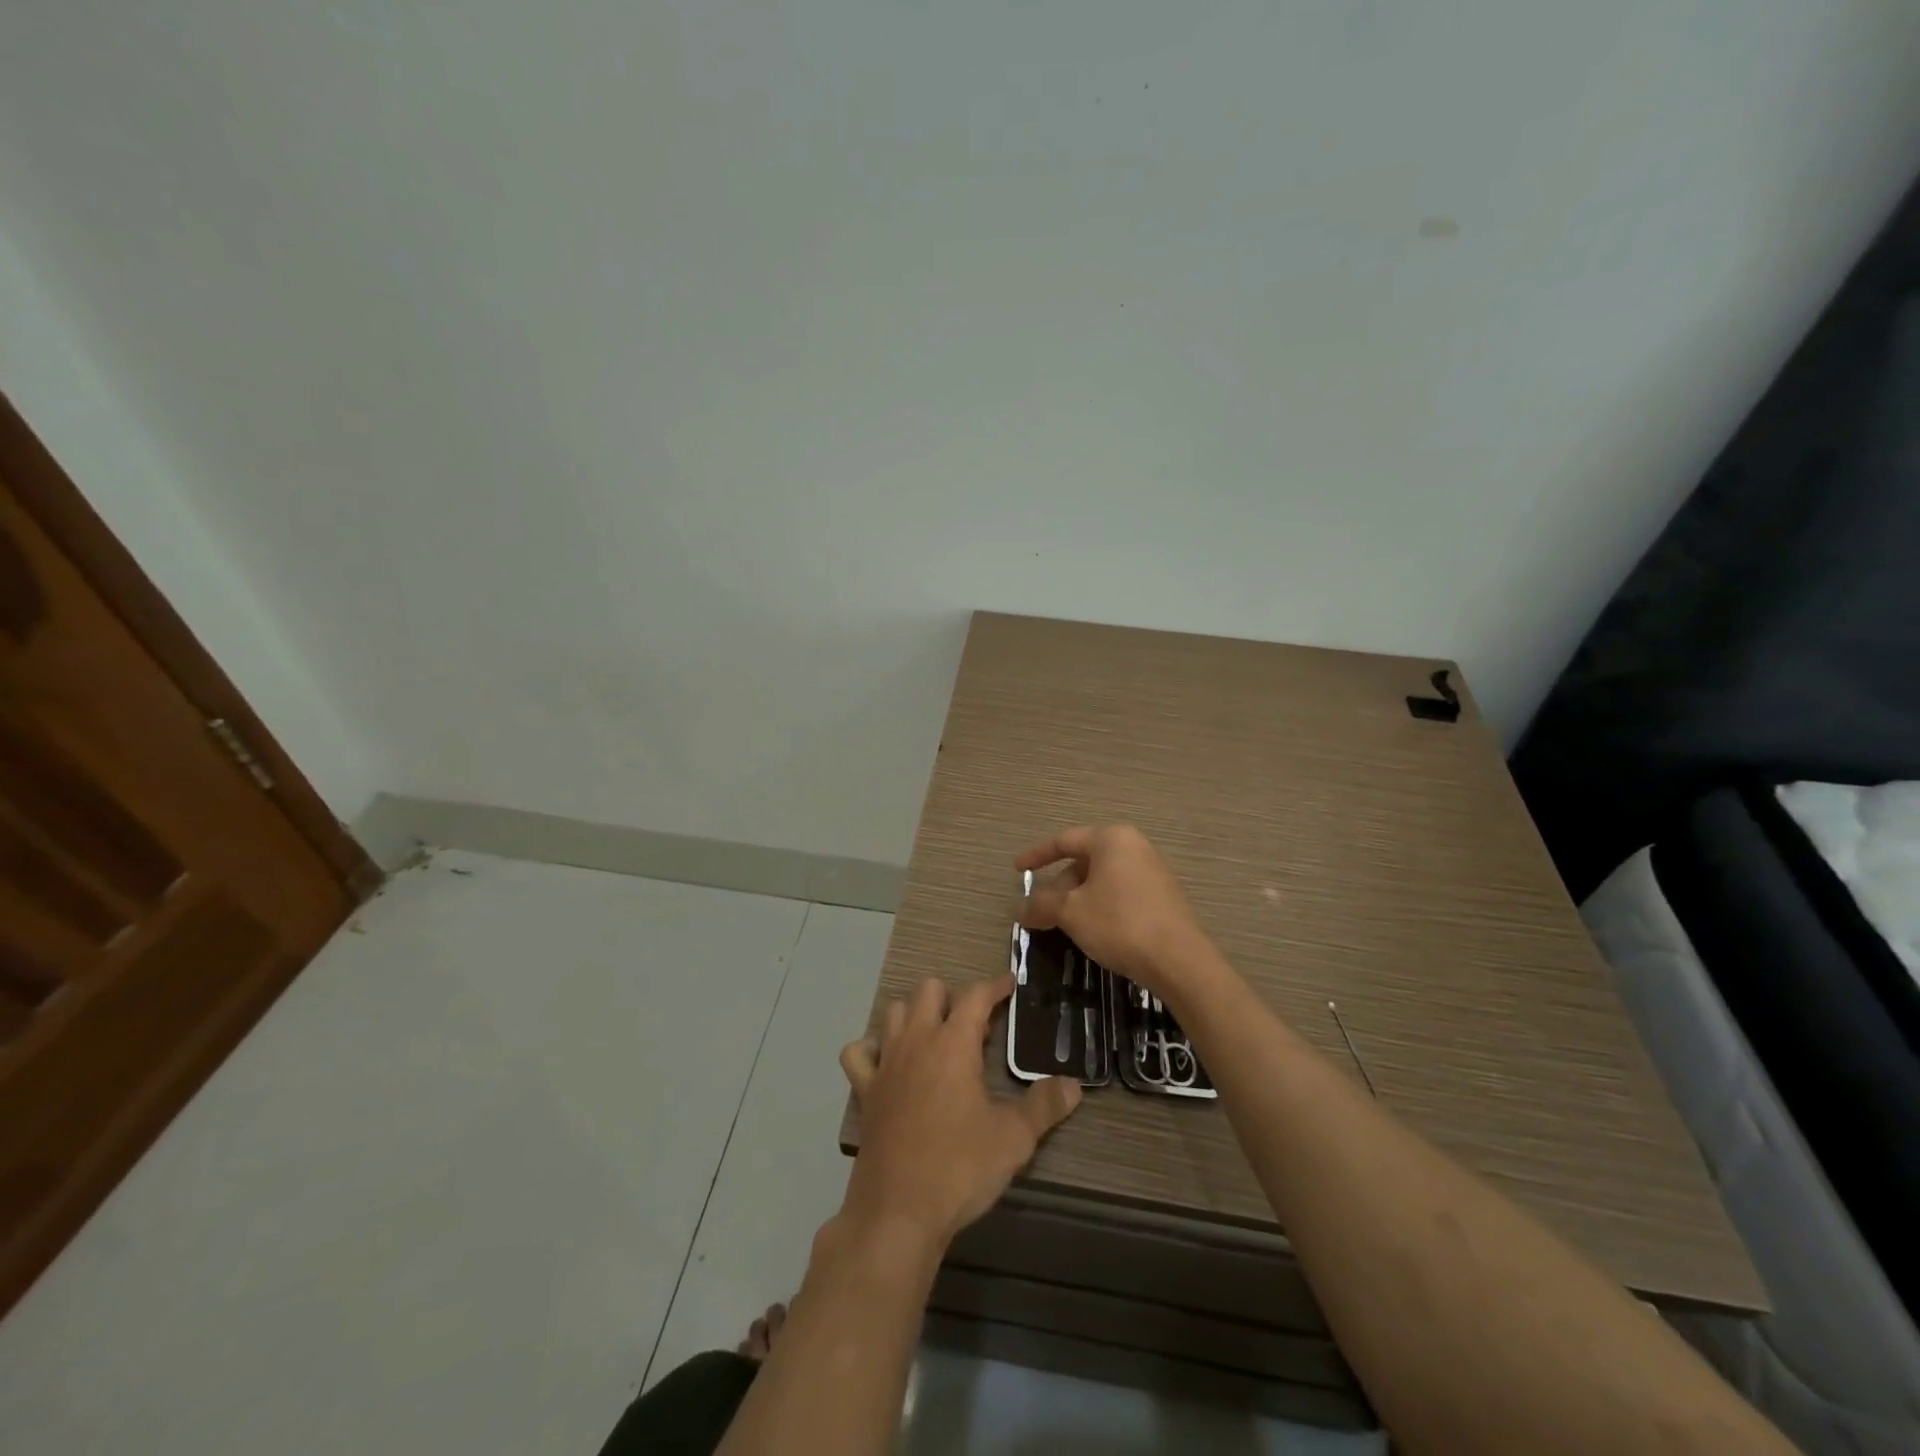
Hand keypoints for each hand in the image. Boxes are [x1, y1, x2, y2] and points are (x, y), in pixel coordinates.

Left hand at [838, 976, 1080, 1248]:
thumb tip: (1074, 1085)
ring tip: (937, 1041)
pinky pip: (858, 1054)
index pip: (976, 995)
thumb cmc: (959, 1168)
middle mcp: (916, 1041)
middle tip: (975, 1028)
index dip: (995, 985)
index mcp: (953, 1044)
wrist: (898, 1213)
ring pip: (893, 1012)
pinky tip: (889, 1065)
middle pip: (929, 990)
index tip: (1010, 984)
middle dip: (953, 997)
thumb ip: (1044, 1106)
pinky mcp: (865, 1090)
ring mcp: (885, 1063)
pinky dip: (871, 1050)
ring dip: (915, 1015)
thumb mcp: (1013, 1139)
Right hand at [1016, 824, 1210, 998]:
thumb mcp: (1071, 913)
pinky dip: (1100, 906)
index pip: (1064, 841)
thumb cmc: (1119, 924)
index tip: (1017, 870)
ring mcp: (1153, 871)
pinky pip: (1121, 893)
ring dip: (1078, 900)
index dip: (1036, 856)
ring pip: (1102, 880)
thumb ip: (1041, 905)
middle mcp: (1134, 846)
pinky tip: (1093, 932)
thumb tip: (1017, 908)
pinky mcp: (1163, 896)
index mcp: (1112, 839)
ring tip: (1063, 925)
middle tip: (1041, 913)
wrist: (1179, 961)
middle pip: (1084, 862)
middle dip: (1059, 887)